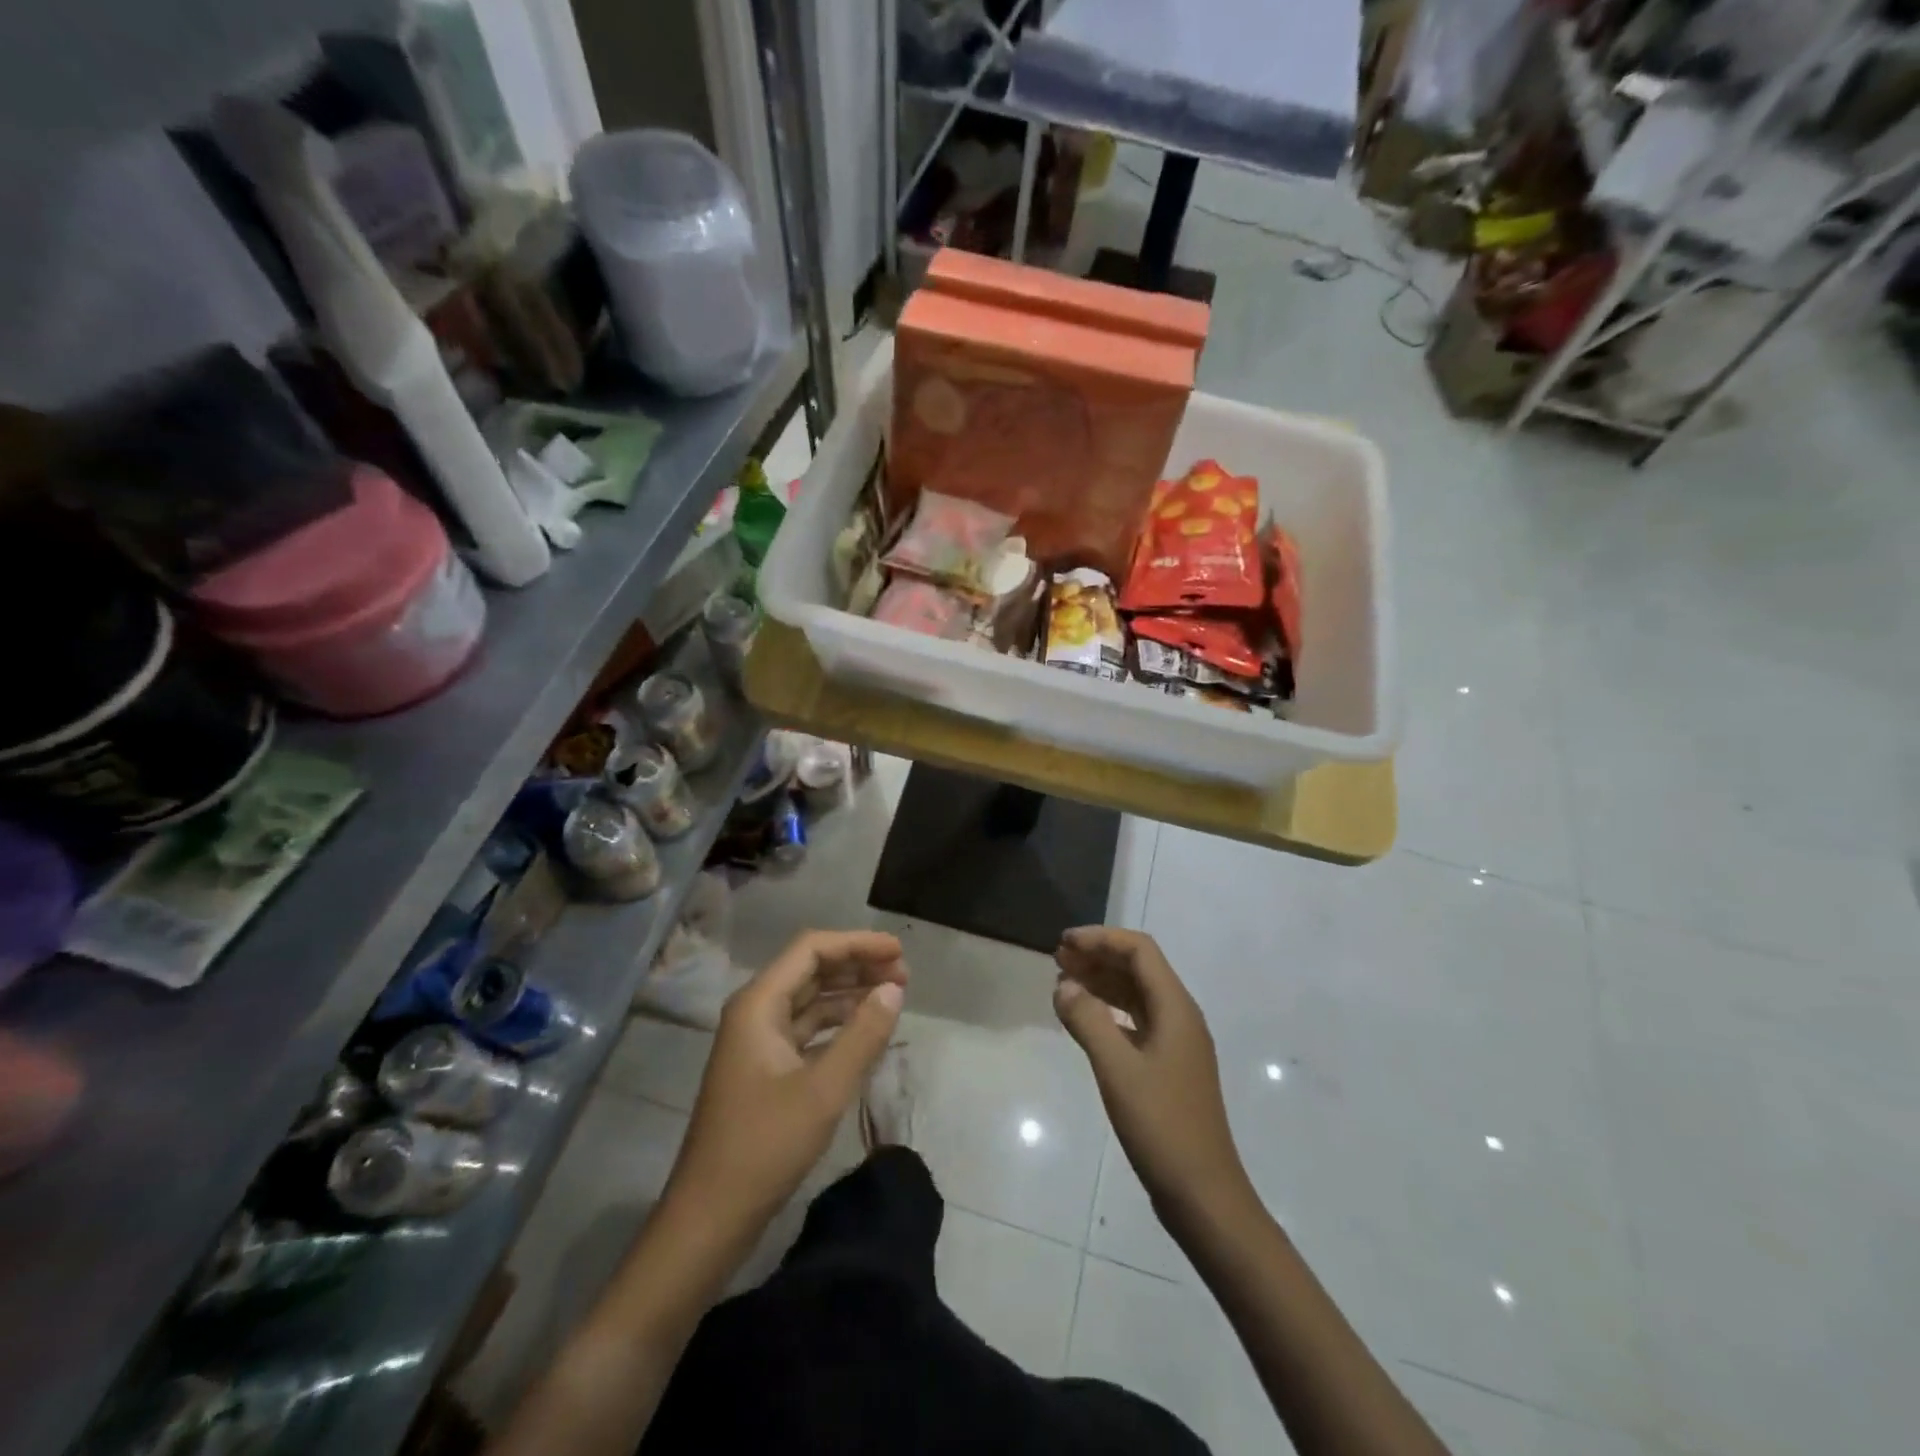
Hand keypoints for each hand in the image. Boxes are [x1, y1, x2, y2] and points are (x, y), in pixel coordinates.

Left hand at [663, 930, 906, 1243]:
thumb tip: (894, 990)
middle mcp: (755, 1013)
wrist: (709, 1218)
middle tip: (903, 975)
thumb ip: (863, 1035)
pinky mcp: (765, 1071)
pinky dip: (838, 1025)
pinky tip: (866, 1033)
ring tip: (893, 997)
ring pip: (809, 1001)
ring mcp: (758, 1043)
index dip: (857, 944)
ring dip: (850, 994)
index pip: (812, 949)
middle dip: (857, 966)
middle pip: (810, 970)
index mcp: (758, 1004)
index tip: (898, 952)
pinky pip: (806, 1031)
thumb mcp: (824, 1089)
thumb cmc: (764, 1146)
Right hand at [1053, 927, 1254, 1228]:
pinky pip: (1136, 1022)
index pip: (1140, 951)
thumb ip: (1088, 1021)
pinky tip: (1085, 1020)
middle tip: (1057, 958)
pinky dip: (1108, 1012)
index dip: (1101, 939)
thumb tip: (1064, 985)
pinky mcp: (1168, 1067)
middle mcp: (1180, 1017)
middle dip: (1098, 957)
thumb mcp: (1118, 1070)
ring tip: (1063, 982)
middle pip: (1138, 969)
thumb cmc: (1162, 1126)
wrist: (1203, 1195)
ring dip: (1102, 982)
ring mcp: (1176, 1044)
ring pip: (1136, 995)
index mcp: (1176, 1008)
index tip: (1064, 943)